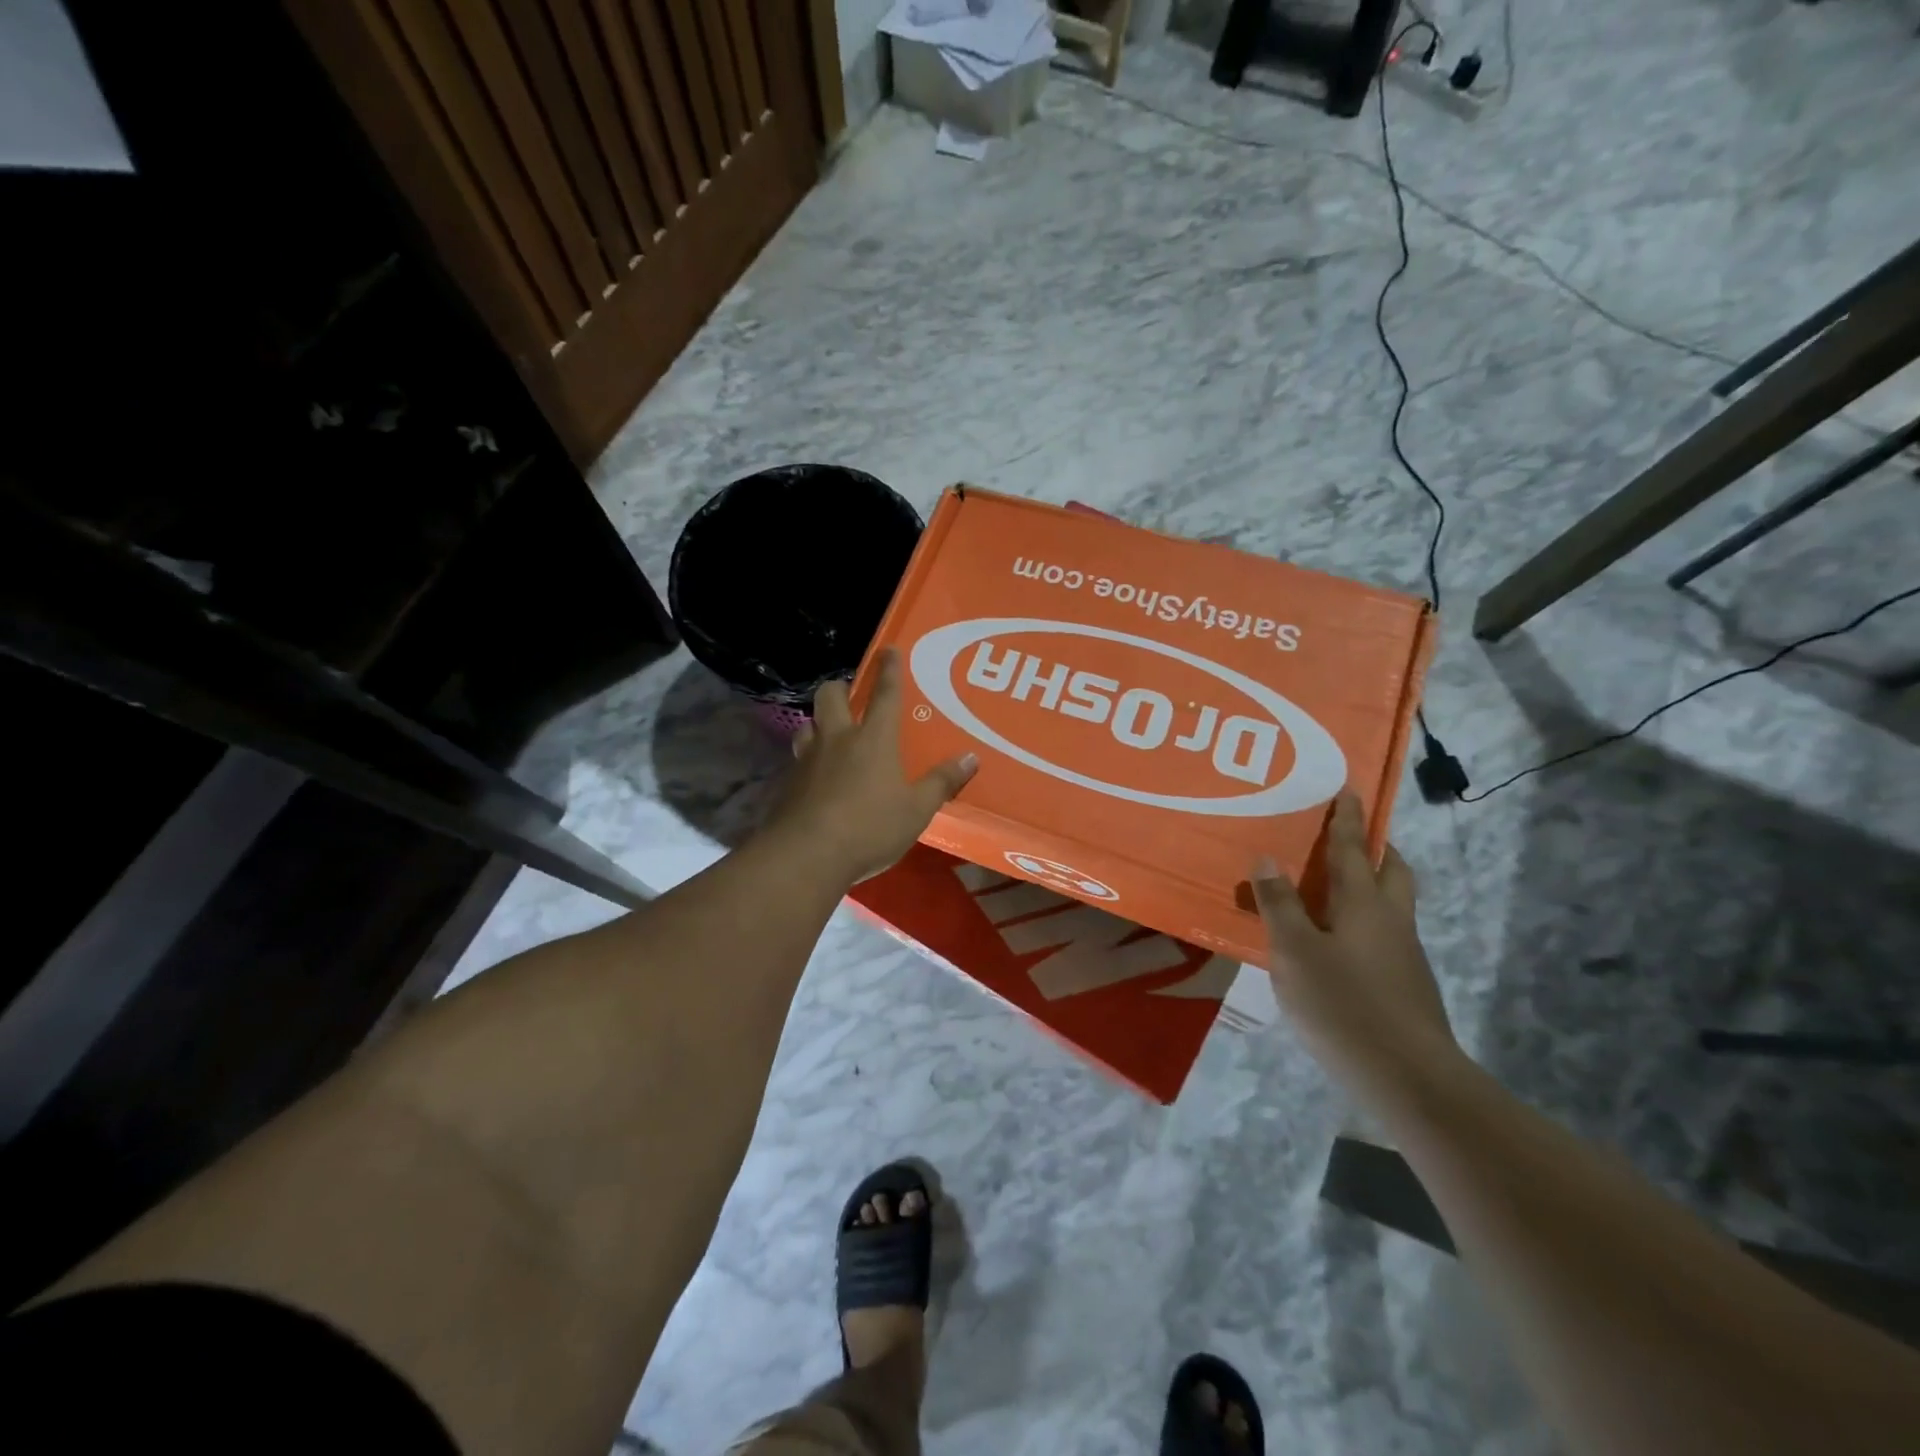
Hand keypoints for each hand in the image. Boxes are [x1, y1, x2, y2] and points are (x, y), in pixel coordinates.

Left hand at [772, 648, 976, 884]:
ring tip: (830, 736)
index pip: (885, 695)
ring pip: (808, 725)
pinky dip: (808, 760)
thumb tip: (971, 758)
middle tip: (849, 696)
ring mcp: (808, 760)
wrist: (807, 854)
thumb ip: (942, 782)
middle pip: (830, 696)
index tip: (888, 649)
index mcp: (874, 739)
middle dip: (840, 688)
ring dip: (818, 724)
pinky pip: (798, 760)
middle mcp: (838, 739)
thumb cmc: (870, 827)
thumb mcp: (917, 810)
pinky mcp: (788, 784)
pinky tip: (816, 779)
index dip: (889, 670)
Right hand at [1251, 790, 1458, 1097]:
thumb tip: (1267, 858)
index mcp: (1364, 903)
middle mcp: (1391, 919)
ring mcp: (1404, 953)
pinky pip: (1385, 933)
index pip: (1354, 848)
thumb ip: (1279, 904)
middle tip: (1348, 838)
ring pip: (1392, 903)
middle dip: (1375, 848)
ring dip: (1371, 884)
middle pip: (1392, 870)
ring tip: (1332, 889)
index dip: (1347, 818)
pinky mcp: (1406, 984)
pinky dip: (1364, 921)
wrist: (1408, 1077)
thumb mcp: (1294, 952)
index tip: (1348, 788)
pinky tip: (1336, 944)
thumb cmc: (1343, 1004)